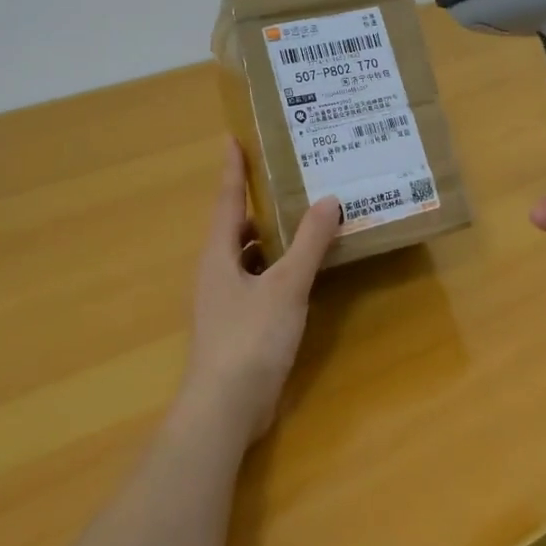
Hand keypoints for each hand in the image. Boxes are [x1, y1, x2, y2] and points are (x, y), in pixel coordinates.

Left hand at [179, 141, 342, 447]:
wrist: (225, 408)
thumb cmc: (250, 338)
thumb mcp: (286, 286)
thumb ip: (309, 243)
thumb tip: (329, 200)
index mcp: (219, 254)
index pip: (227, 200)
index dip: (233, 168)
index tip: (233, 137)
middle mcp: (217, 271)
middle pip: (237, 227)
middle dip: (258, 202)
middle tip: (287, 177)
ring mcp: (225, 301)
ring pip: (249, 256)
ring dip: (272, 237)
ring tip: (303, 217)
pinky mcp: (238, 325)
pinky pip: (259, 282)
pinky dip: (279, 269)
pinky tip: (304, 271)